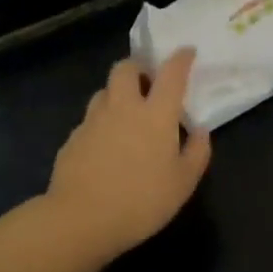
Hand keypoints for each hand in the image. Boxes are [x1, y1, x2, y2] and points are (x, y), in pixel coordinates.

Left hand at [48, 51, 211, 258]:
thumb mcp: (183, 183)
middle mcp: (123, 108)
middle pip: (126, 69)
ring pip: (104, 92)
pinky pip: (89, 120)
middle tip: (149, 83)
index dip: (180, 59)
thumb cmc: (141, 201)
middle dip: (139, 67)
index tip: (187, 52)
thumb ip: (197, 153)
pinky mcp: (72, 139)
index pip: (171, 74)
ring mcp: (93, 121)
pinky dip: (101, 123)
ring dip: (117, 94)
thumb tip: (200, 131)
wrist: (81, 219)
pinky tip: (106, 146)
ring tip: (126, 114)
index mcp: (155, 114)